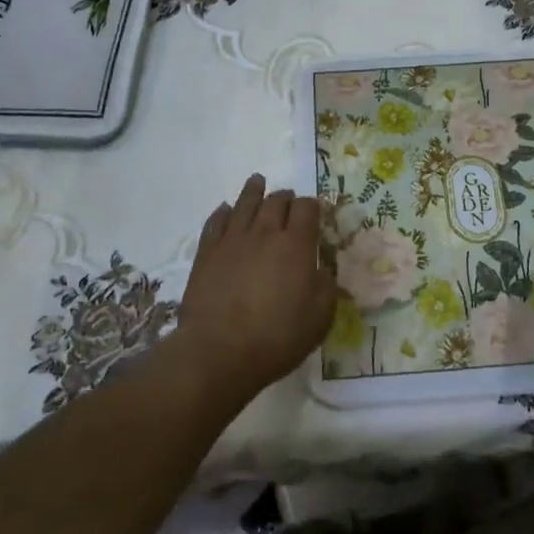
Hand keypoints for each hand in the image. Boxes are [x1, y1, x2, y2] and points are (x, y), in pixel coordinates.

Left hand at [170, 174, 335, 402]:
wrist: (219, 352)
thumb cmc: (277, 337)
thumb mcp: (320, 317)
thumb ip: (326, 286)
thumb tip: (323, 269)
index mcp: (296, 244)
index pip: (307, 208)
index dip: (313, 206)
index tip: (315, 213)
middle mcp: (264, 232)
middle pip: (276, 200)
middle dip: (286, 197)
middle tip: (288, 201)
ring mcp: (232, 239)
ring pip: (245, 202)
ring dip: (255, 190)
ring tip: (258, 181)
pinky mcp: (207, 252)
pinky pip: (216, 221)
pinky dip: (225, 212)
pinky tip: (227, 211)